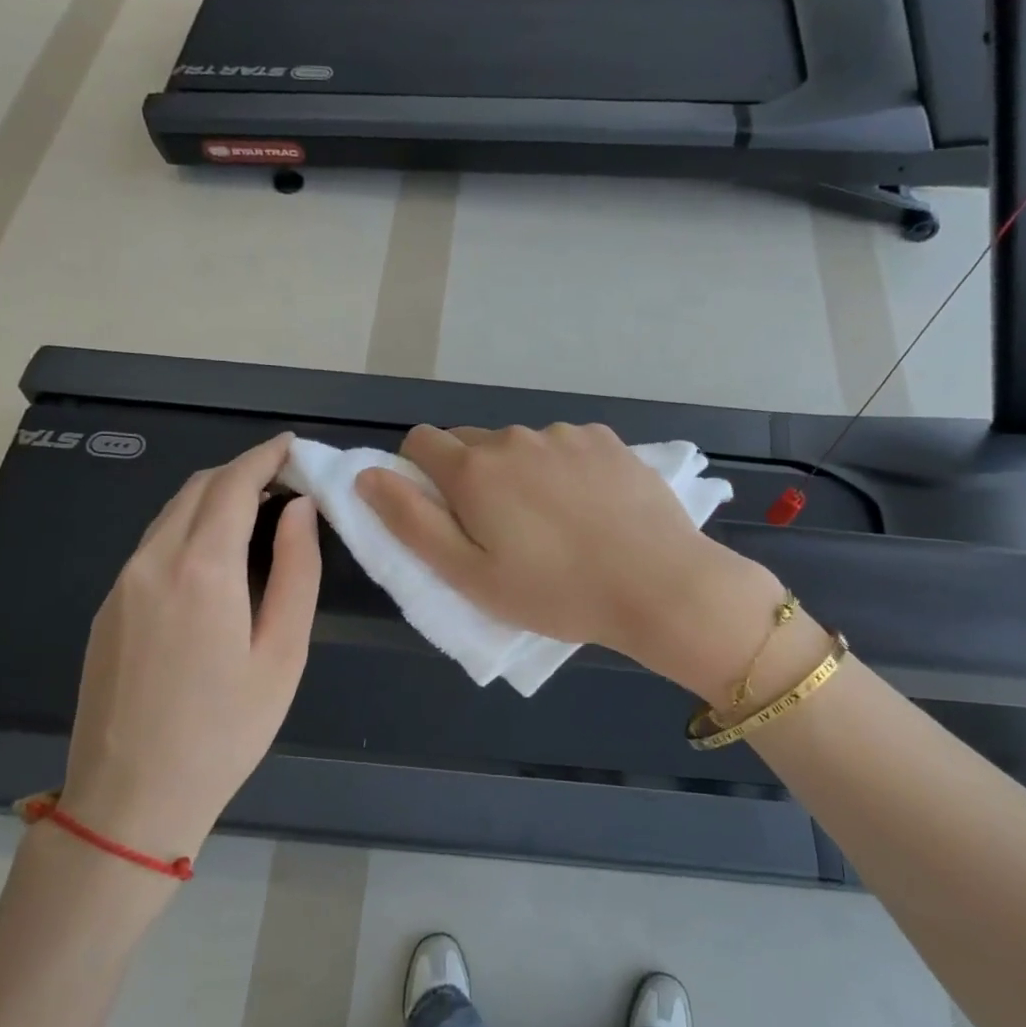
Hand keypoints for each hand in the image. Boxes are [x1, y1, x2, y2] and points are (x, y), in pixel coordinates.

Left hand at [57, 434, 319, 865]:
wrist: (130, 798)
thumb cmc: (225, 730)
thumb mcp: (283, 654)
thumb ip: (298, 572)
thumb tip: (300, 511)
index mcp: (202, 568)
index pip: (234, 485)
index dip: (266, 457)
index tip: (294, 447)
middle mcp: (153, 561)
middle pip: (199, 488)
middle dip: (243, 471)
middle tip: (287, 481)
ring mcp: (121, 584)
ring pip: (171, 513)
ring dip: (215, 497)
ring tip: (259, 513)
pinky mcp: (107, 608)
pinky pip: (152, 544)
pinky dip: (190, 527)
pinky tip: (215, 556)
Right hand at [356, 424, 782, 694]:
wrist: (658, 585)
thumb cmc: (555, 592)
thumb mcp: (469, 575)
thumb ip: (410, 521)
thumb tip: (368, 475)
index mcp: (475, 469)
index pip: (420, 442)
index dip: (419, 474)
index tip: (442, 512)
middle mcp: (515, 437)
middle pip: (470, 442)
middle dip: (470, 476)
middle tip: (498, 530)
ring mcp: (565, 435)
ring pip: (520, 445)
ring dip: (519, 472)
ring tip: (551, 523)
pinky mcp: (607, 440)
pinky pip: (565, 446)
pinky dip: (562, 468)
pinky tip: (589, 508)